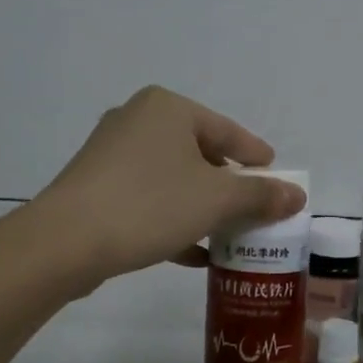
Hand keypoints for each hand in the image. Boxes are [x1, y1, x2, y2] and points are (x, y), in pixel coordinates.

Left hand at [37, 87, 305, 286]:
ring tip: (228, 233)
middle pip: (199, 152)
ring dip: (202, 206)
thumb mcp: (216, 200)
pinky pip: (147, 198)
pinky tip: (194, 253)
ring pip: (172, 178)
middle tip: (253, 207)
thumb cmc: (150, 204)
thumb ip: (260, 196)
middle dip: (227, 185)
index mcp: (167, 108)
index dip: (255, 155)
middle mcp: (137, 120)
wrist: (64, 241)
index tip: (275, 174)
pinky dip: (173, 219)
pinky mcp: (95, 186)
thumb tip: (297, 195)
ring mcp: (111, 154)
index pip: (227, 130)